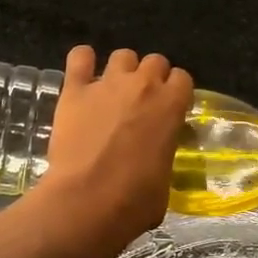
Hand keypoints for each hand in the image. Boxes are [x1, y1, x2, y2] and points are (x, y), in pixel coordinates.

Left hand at [40, 46, 193, 254]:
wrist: (86, 202)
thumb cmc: (134, 201)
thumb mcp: (165, 181)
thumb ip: (163, 156)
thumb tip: (155, 162)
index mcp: (171, 105)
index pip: (183, 78)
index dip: (176, 92)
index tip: (169, 109)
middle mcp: (143, 85)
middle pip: (155, 61)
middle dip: (151, 77)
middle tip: (141, 102)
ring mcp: (107, 83)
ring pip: (122, 55)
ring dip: (122, 70)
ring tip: (112, 91)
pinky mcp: (74, 90)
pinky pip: (80, 57)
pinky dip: (83, 61)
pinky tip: (82, 75)